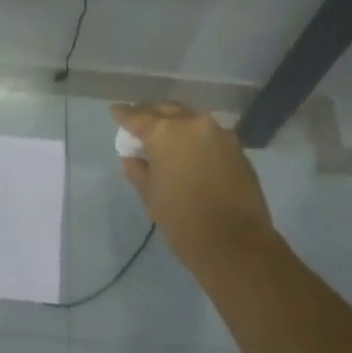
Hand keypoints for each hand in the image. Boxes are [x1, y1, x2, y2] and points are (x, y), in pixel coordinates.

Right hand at [111, 102, 281, 274]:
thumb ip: (137, 169)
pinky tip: (189, 147)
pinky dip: (194, 134)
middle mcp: (191, 123)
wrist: (236, 242)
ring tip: (165, 134)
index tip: (116, 112)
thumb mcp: (150, 195)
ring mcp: (217, 132)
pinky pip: (208, 131)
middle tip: (140, 123)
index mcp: (164, 132)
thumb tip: (132, 157)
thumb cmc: (183, 220)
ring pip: (189, 116)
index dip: (123, 115)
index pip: (137, 116)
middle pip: (165, 109)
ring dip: (175, 121)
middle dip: (150, 114)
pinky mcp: (236, 146)